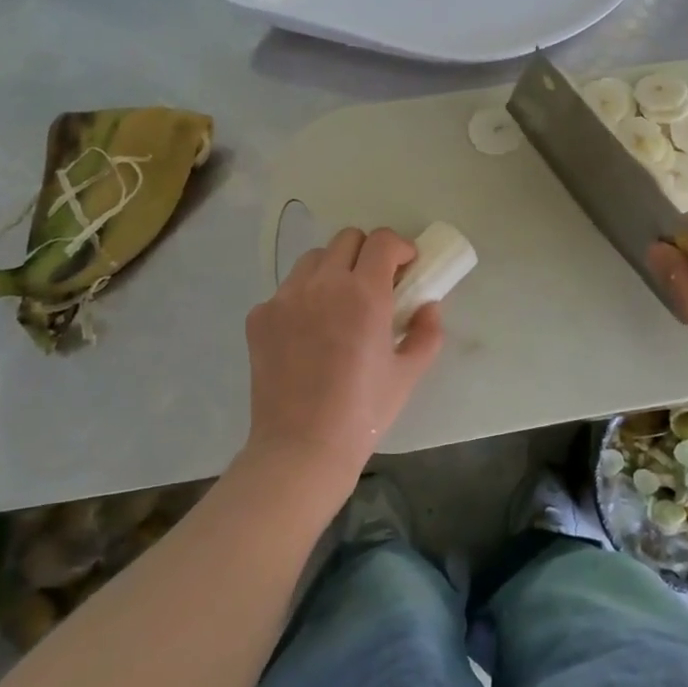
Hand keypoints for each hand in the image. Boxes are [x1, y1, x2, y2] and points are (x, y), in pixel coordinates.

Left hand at [240, 227, 444, 505]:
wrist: (302, 447)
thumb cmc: (364, 413)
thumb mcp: (409, 373)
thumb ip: (427, 332)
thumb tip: (428, 305)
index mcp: (364, 294)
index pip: (381, 241)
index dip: (399, 247)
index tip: (406, 267)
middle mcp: (323, 285)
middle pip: (346, 239)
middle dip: (367, 253)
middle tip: (375, 284)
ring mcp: (285, 298)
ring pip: (313, 260)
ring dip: (333, 270)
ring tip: (339, 304)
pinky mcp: (259, 317)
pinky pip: (286, 290)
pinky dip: (303, 298)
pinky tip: (308, 333)